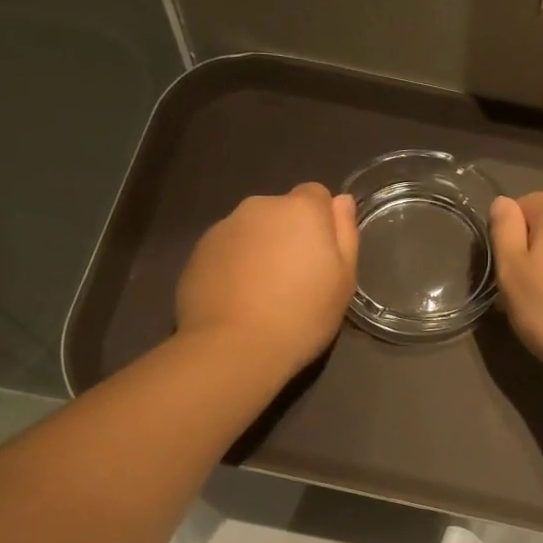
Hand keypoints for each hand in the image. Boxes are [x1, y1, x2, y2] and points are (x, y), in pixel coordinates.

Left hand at [176, 184, 358, 373]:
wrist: (233, 347)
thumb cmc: (302, 316)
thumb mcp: (343, 281)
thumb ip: (345, 234)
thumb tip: (341, 200)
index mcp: (300, 209)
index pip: (316, 195)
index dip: (322, 224)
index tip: (321, 258)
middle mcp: (259, 207)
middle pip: (281, 212)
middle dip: (288, 236)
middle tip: (293, 281)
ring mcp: (223, 227)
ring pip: (251, 231)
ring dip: (259, 250)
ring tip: (261, 294)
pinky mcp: (197, 251)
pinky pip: (226, 251)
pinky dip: (233, 266)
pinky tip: (236, 301)